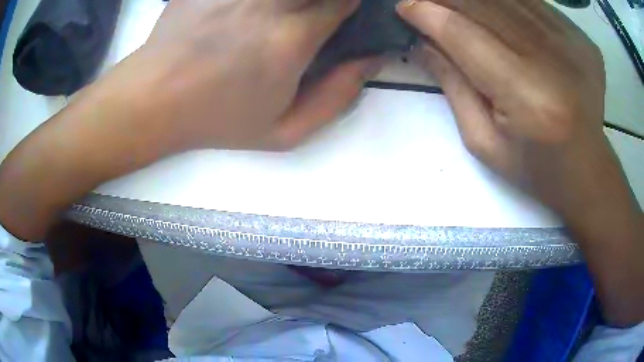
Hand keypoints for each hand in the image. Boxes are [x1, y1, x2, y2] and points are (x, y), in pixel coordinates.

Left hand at [123, 0, 378, 151]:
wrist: (154, 100)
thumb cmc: (217, 119)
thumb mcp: (284, 131)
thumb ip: (337, 96)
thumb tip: (370, 61)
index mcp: (291, 40)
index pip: (344, 1)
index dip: (350, 4)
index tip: (343, 12)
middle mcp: (267, 4)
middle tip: (312, 15)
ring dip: (293, 0)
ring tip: (277, 18)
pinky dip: (255, 1)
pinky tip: (248, 12)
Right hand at [397, 0, 606, 211]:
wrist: (587, 171)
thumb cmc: (535, 167)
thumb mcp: (484, 142)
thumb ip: (453, 85)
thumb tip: (424, 41)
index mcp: (528, 98)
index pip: (466, 36)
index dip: (429, 15)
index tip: (405, 6)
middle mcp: (554, 60)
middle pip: (486, 6)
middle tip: (426, 1)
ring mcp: (573, 43)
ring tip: (457, 5)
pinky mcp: (581, 38)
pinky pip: (533, 3)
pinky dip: (507, 2)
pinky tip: (494, 11)